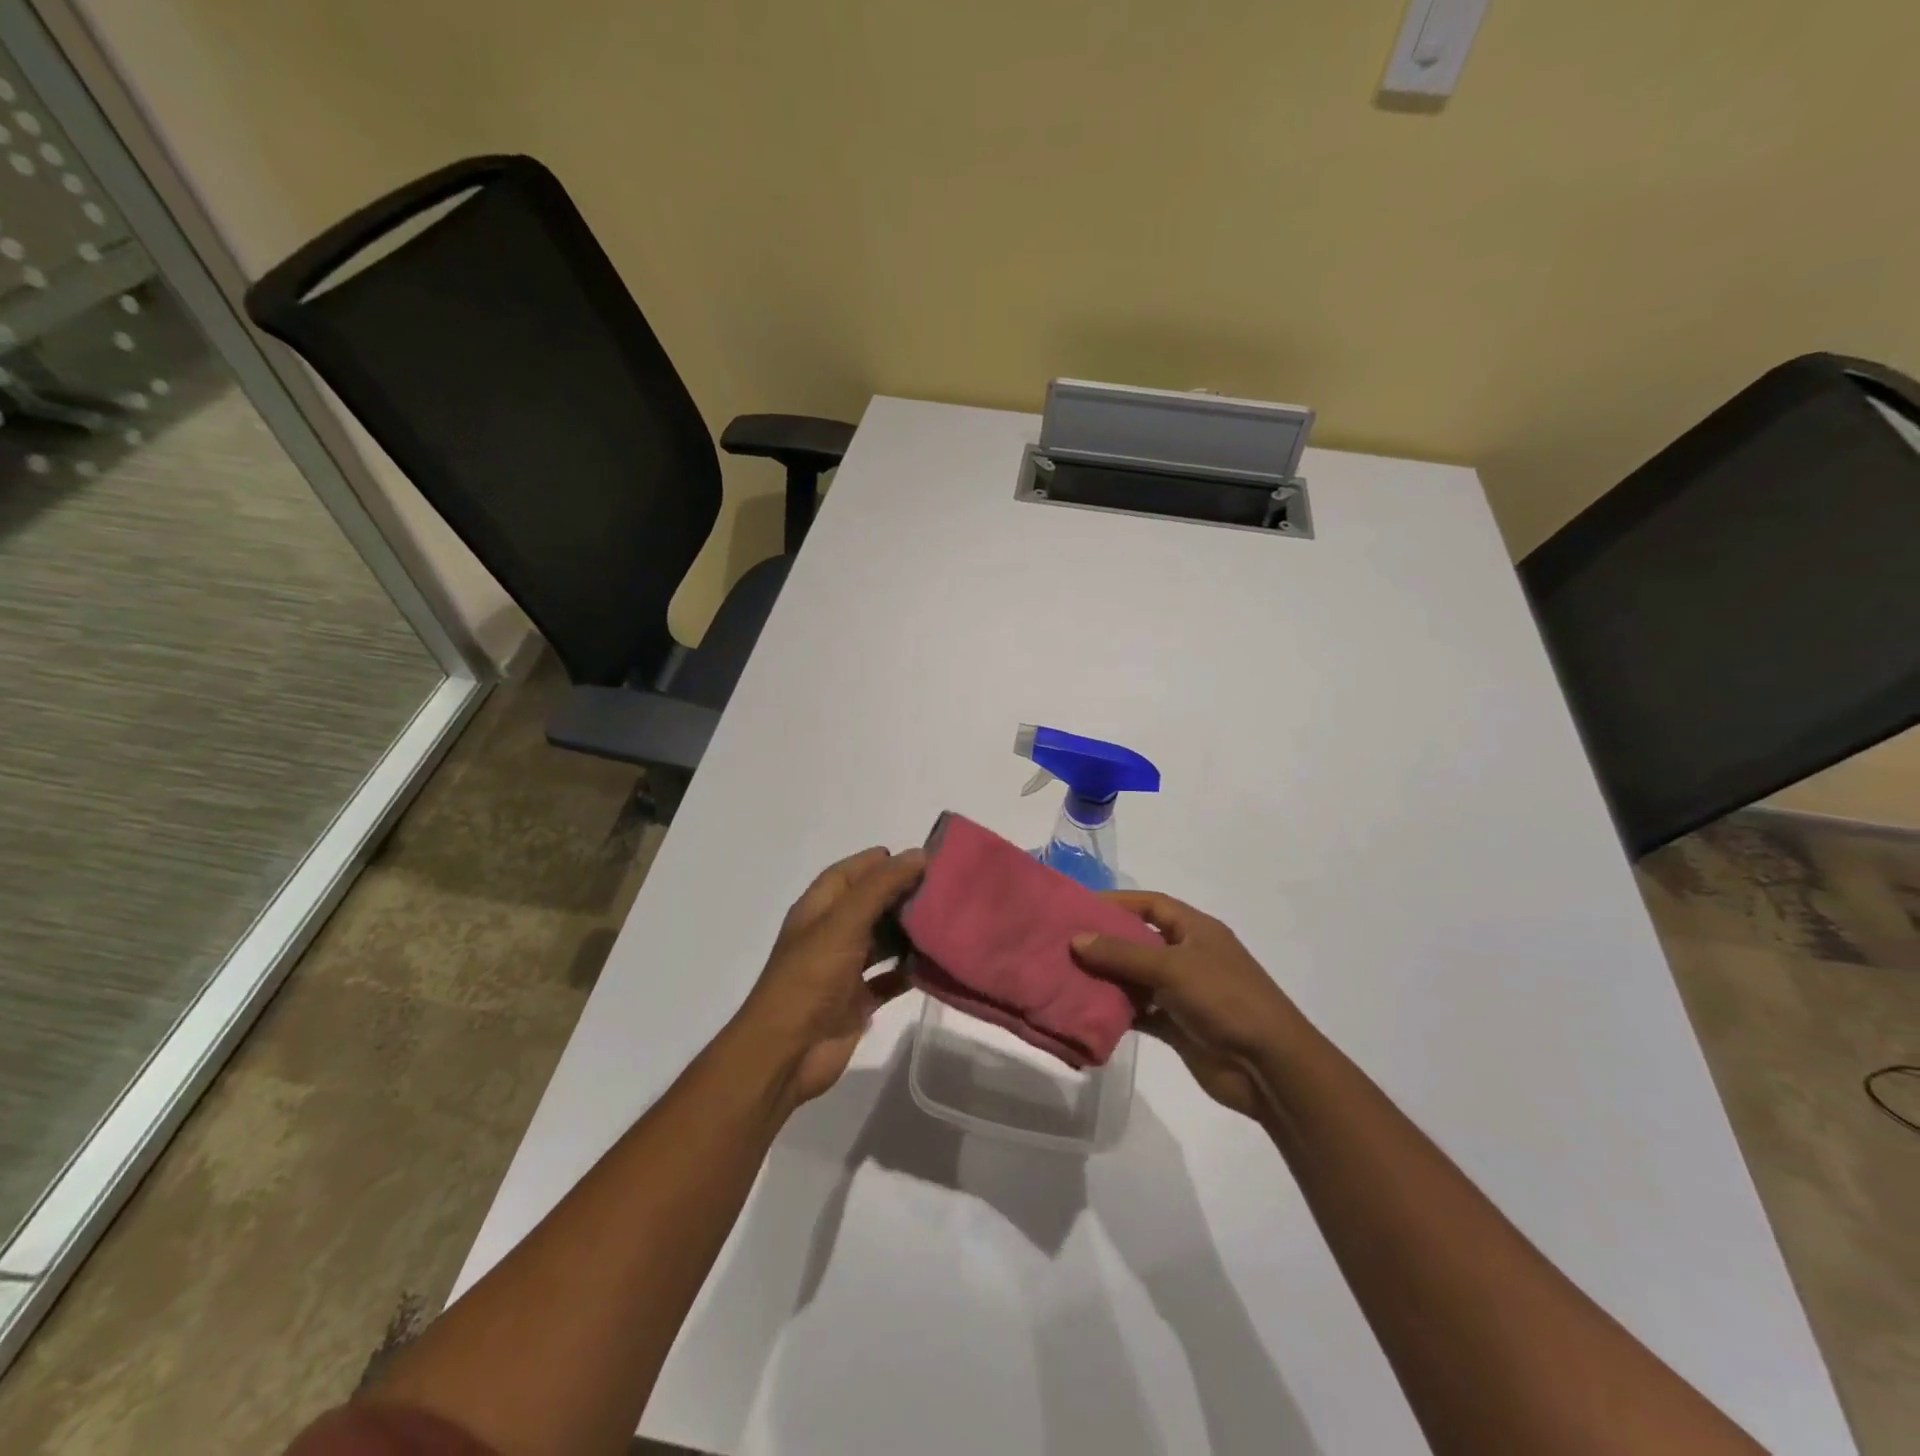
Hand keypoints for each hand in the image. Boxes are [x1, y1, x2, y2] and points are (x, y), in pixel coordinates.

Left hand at [733, 847, 924, 1109]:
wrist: (787, 1053)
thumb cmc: (811, 977)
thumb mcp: (844, 922)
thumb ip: (881, 887)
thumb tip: (918, 855)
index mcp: (818, 910)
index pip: (849, 873)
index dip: (880, 863)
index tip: (921, 858)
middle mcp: (830, 935)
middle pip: (869, 905)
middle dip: (901, 895)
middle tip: (943, 887)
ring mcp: (843, 969)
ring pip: (881, 941)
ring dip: (908, 932)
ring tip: (946, 919)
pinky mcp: (857, 1001)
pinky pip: (889, 978)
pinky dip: (908, 970)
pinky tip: (935, 963)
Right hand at [1072, 892, 1302, 1120]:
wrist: (1268, 1066)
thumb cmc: (1225, 999)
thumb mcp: (1172, 968)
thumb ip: (1122, 954)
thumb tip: (1076, 939)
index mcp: (1196, 930)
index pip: (1151, 905)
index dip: (1117, 902)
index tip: (1078, 907)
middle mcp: (1188, 956)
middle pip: (1139, 940)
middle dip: (1105, 941)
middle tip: (1063, 943)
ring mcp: (1183, 993)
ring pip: (1136, 978)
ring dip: (1107, 978)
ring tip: (1066, 976)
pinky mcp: (1178, 1026)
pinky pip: (1140, 1011)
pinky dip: (1118, 1011)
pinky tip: (1089, 1011)